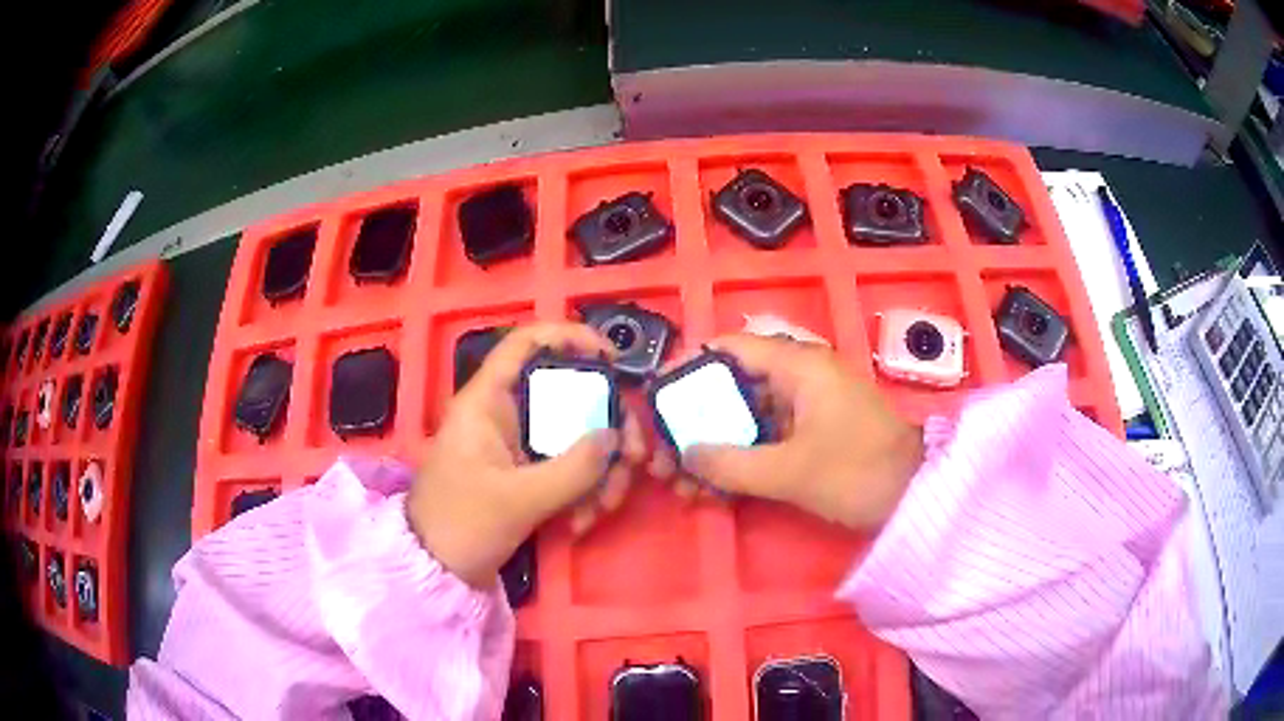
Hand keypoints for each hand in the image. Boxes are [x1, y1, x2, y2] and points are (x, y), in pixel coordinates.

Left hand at [408, 323, 646, 588]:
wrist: (436, 571)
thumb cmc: (462, 524)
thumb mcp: (519, 499)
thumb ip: (573, 469)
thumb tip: (617, 438)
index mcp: (488, 401)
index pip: (527, 343)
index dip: (570, 337)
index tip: (613, 360)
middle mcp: (505, 414)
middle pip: (568, 395)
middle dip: (607, 427)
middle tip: (634, 457)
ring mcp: (518, 446)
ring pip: (574, 436)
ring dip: (601, 469)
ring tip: (604, 507)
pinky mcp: (526, 475)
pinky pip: (567, 468)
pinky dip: (584, 491)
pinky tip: (584, 522)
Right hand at [652, 334, 923, 530]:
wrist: (917, 497)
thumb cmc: (859, 472)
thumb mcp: (792, 471)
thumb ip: (732, 464)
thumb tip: (684, 455)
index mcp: (798, 366)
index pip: (730, 348)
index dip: (689, 367)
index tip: (657, 398)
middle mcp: (798, 378)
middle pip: (731, 389)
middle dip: (693, 423)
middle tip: (663, 457)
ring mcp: (805, 409)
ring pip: (744, 420)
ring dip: (712, 449)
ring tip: (680, 485)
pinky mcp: (811, 436)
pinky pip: (764, 440)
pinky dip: (738, 462)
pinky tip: (712, 491)